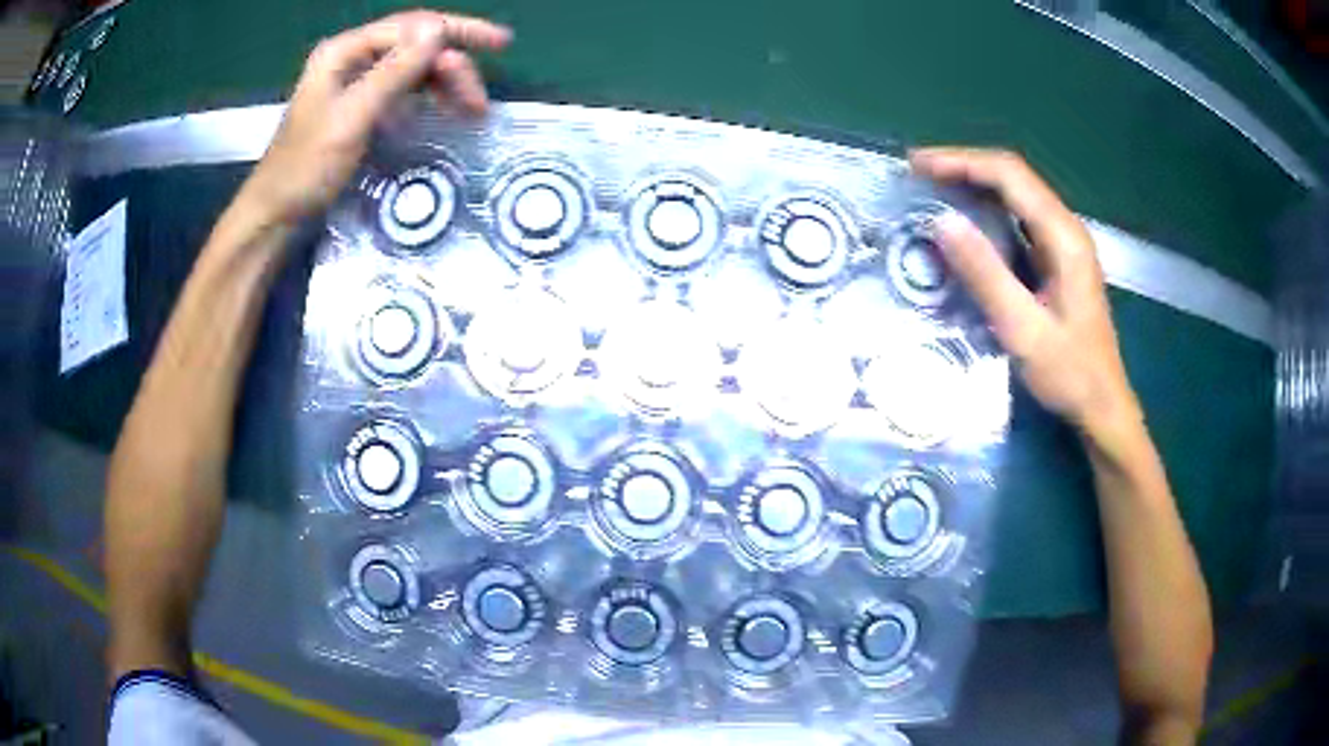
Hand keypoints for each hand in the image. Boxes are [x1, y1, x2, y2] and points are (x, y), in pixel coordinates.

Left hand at [238, 11, 510, 224]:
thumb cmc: (307, 167)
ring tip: (471, 112)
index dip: (460, 30)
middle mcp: (353, 57)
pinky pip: (404, 88)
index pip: (414, 25)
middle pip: (418, 45)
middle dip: (454, 67)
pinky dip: (429, 97)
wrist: (275, 213)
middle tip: (479, 104)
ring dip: (446, 84)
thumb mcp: (353, 118)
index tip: (503, 43)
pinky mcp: (359, 104)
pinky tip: (444, 111)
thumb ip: (394, 72)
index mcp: (346, 50)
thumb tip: (439, 30)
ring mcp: (356, 81)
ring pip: (415, 67)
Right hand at [909, 148, 1141, 442]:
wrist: (1103, 406)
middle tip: (918, 173)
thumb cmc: (1068, 373)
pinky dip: (988, 210)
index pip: (1010, 175)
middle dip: (964, 167)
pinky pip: (1020, 219)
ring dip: (975, 185)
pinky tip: (966, 220)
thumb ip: (985, 273)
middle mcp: (1066, 229)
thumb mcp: (1022, 329)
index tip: (918, 166)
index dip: (962, 162)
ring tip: (933, 188)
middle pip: (1013, 176)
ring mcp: (1064, 244)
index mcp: (1063, 236)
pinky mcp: (1058, 261)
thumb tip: (941, 221)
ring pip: (1016, 195)